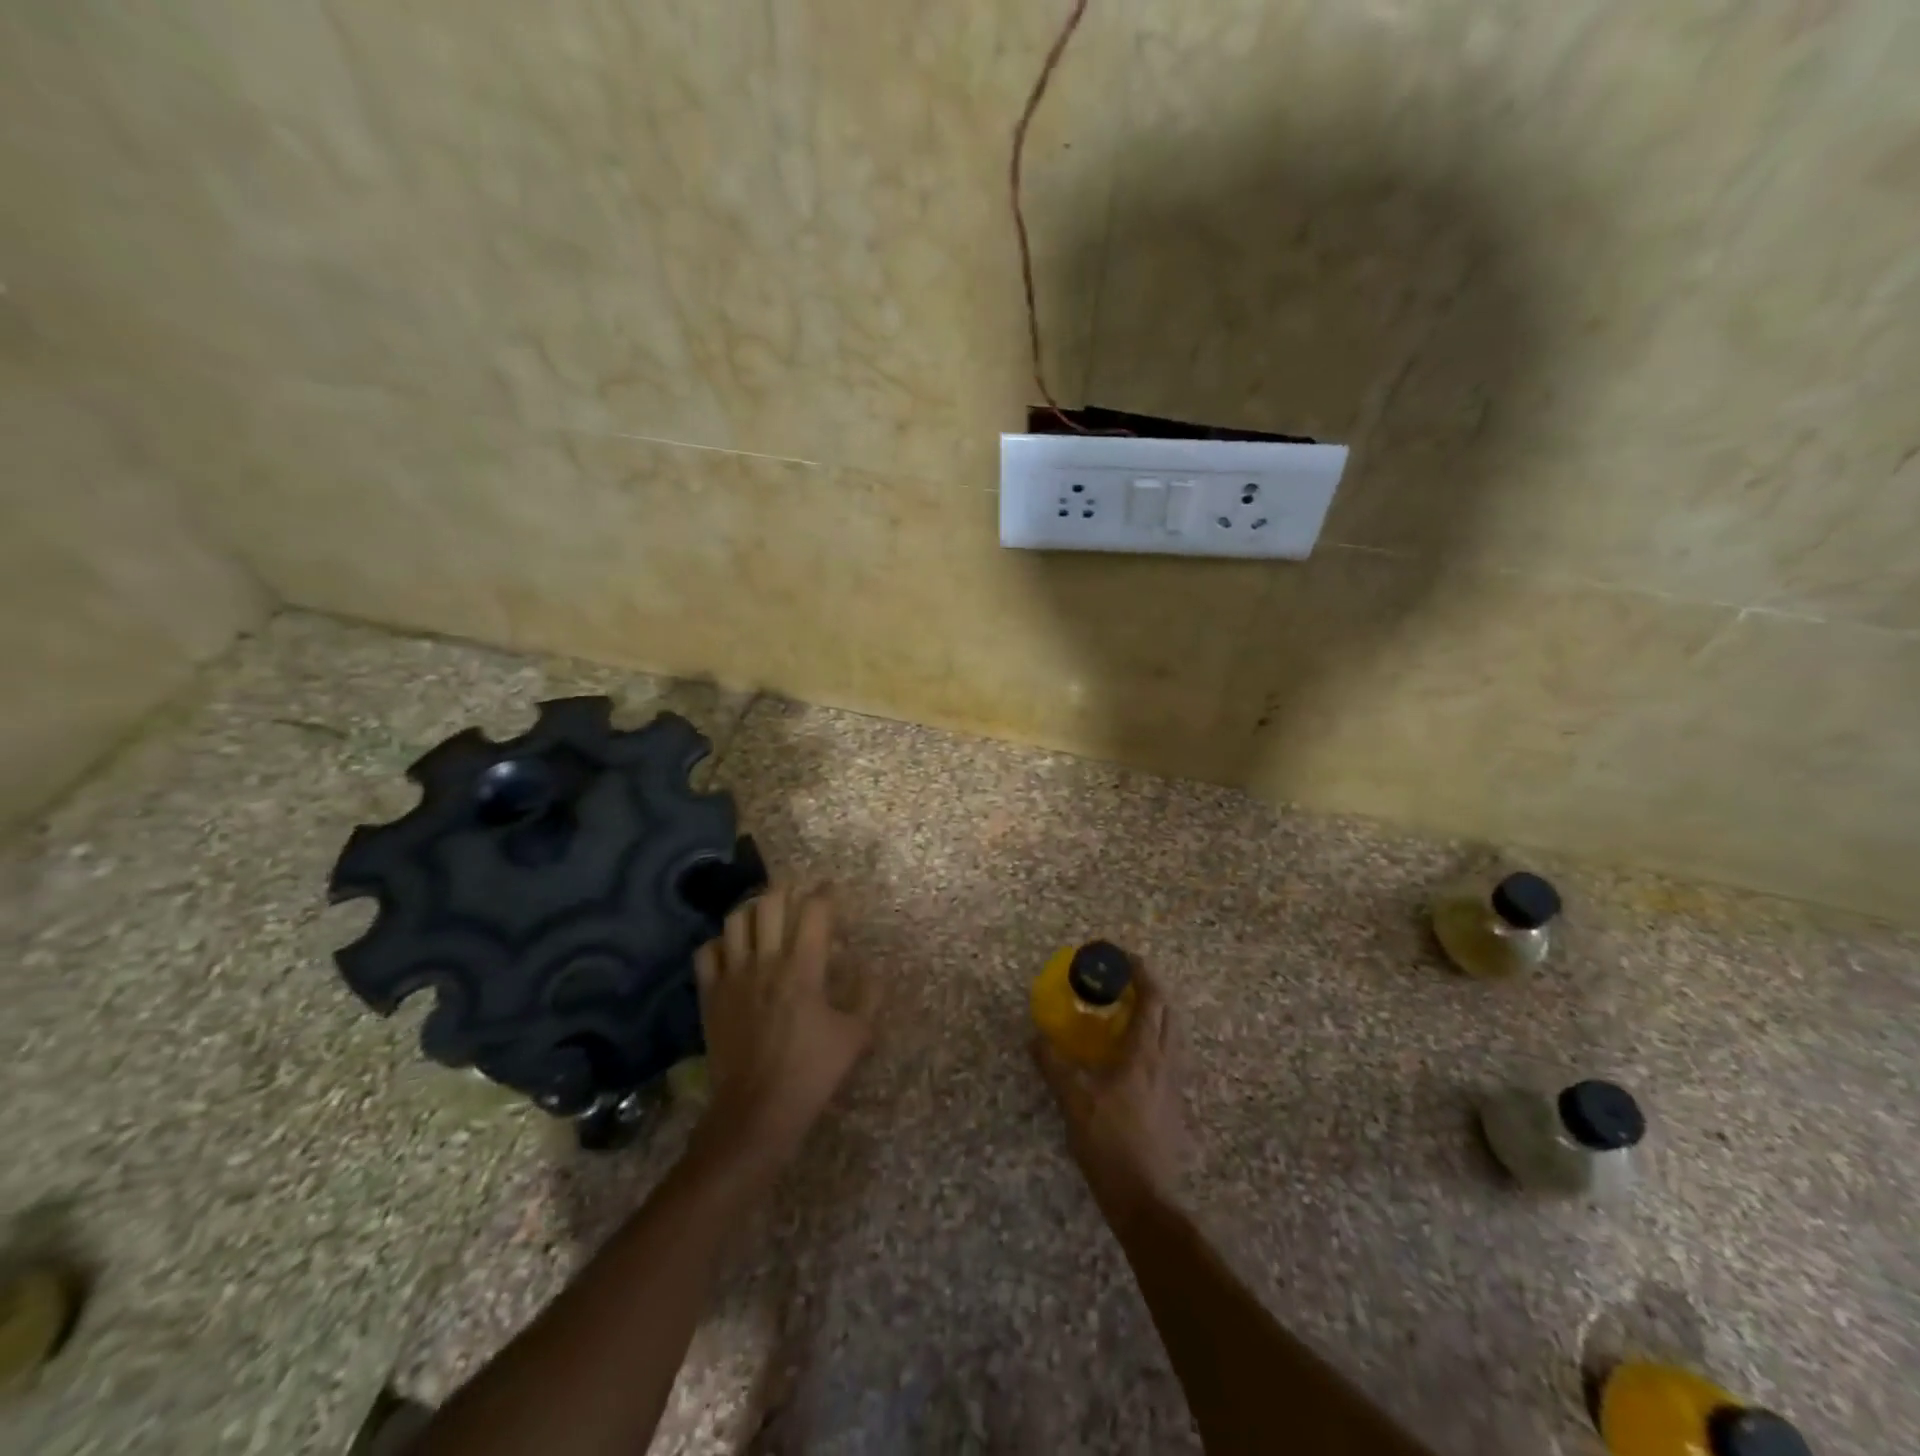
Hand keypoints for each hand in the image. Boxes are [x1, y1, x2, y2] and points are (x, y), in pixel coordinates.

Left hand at [693, 885, 873, 1167]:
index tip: (830, 889)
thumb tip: (872, 970)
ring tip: (763, 914)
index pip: (814, 911)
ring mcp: (733, 976)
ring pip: (735, 919)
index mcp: (803, 968)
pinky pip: (706, 952)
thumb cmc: (810, 1073)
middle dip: (785, 890)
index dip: (824, 893)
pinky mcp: (710, 995)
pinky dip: (720, 942)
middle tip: (796, 894)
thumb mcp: (855, 1037)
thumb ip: (868, 997)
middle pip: (769, 902)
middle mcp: (765, 962)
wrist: (755, 1112)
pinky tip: (733, 950)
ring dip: (752, 909)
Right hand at [1032, 966, 1186, 1213]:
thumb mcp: (1073, 1102)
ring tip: (1126, 1008)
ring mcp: (1173, 1083)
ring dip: (1154, 1010)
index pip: (1151, 999)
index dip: (1139, 972)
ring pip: (1172, 1032)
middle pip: (1167, 1010)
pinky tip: (1132, 1051)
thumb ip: (1054, 1065)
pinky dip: (1153, 1036)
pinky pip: (1168, 1053)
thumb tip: (1035, 1036)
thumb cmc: (1110, 1144)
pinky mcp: (1173, 1102)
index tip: (1119, 955)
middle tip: (1121, 978)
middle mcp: (1165, 1061)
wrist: (1145, 1199)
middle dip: (1148, 986)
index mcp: (1144, 1054)